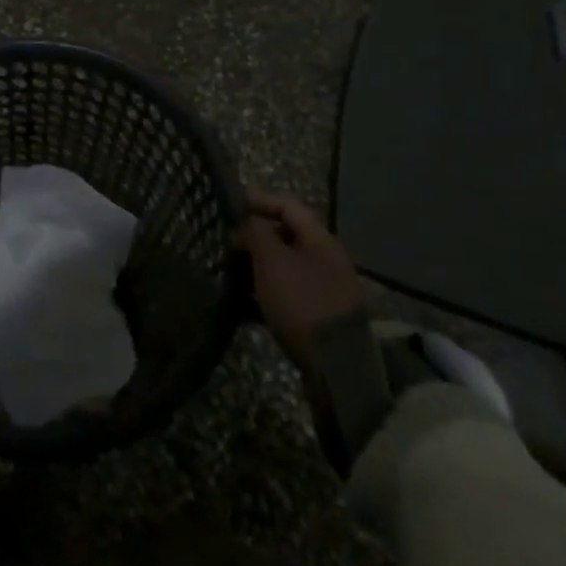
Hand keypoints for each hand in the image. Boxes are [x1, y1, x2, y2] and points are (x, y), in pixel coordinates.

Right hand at [237, 189, 366, 371]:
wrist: (338, 365)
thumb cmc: (301, 301)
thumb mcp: (271, 261)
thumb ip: (255, 233)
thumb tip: (245, 221)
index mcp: (318, 238)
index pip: (287, 205)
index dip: (258, 200)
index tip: (230, 206)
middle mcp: (325, 258)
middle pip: (285, 236)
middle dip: (254, 238)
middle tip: (227, 245)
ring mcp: (324, 289)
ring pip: (284, 267)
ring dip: (257, 268)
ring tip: (230, 275)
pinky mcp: (319, 317)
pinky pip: (287, 295)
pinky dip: (265, 295)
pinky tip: (243, 306)